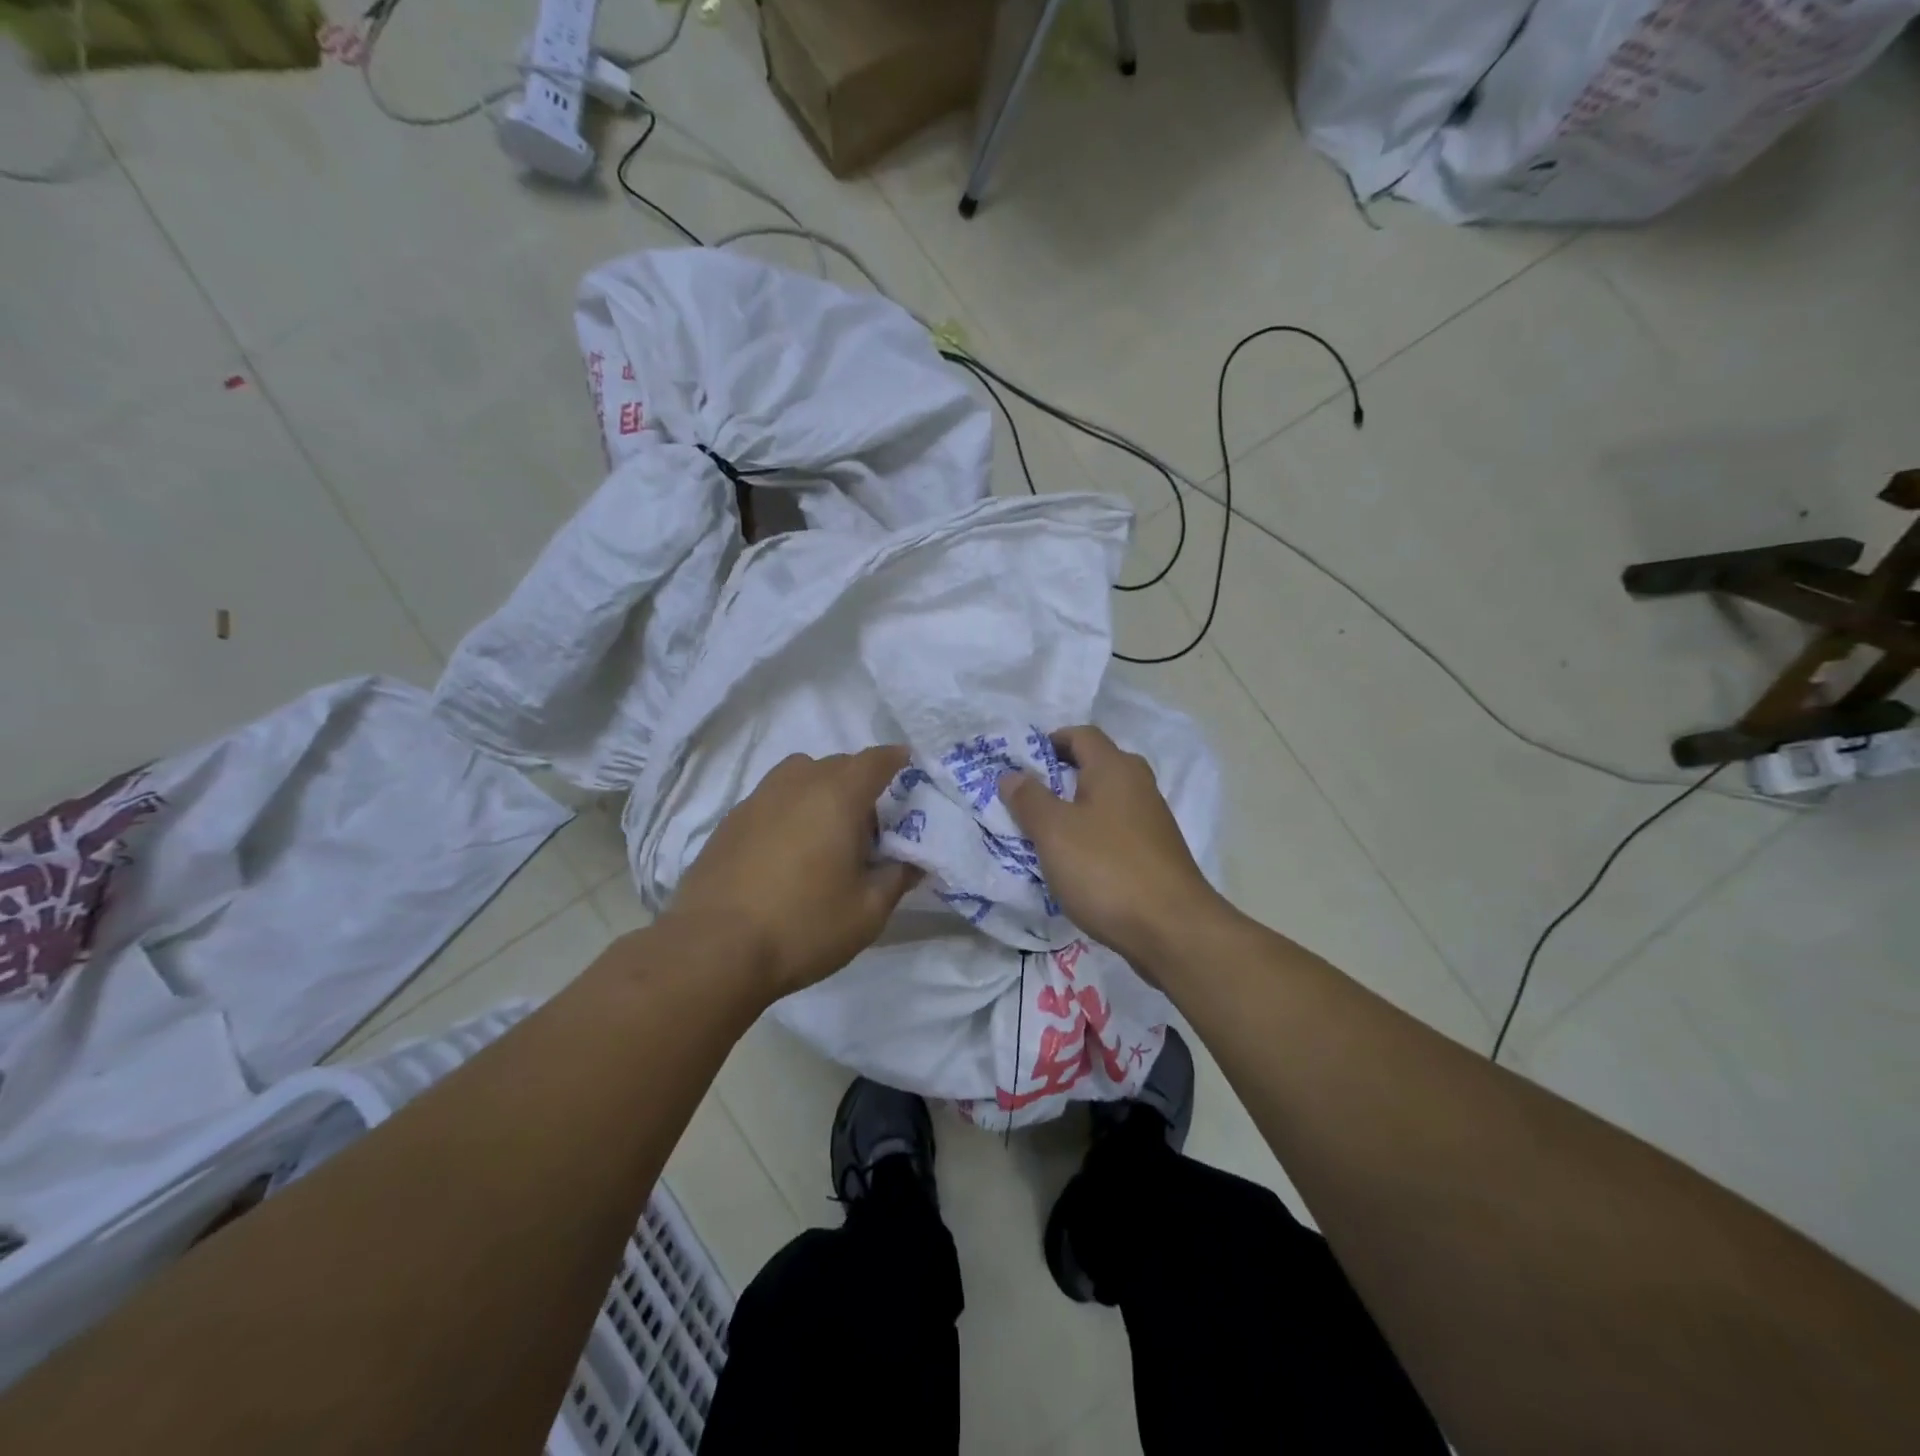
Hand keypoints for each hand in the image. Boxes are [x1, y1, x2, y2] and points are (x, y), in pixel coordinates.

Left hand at [666, 747, 922, 999]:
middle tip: (871, 820)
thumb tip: (913, 861)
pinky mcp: (729, 822)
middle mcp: (797, 785)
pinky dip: (789, 808)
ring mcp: (757, 800)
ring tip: (826, 829)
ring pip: (799, 775)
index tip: (907, 766)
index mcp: (837, 796)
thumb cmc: (803, 926)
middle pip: (837, 764)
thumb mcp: (867, 912)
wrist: (714, 950)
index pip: (875, 761)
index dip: (895, 760)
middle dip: (859, 780)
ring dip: (820, 788)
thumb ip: (897, 878)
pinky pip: (771, 798)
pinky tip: (787, 848)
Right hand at [998, 725, 1225, 970]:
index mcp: (1114, 768)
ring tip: (1043, 832)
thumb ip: (1029, 799)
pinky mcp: (1156, 851)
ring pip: (1105, 800)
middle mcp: (1138, 784)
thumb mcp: (1053, 832)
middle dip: (1059, 776)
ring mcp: (1151, 818)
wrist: (1172, 929)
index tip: (1021, 763)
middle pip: (1095, 765)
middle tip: (1026, 798)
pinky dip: (1092, 834)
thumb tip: (1012, 775)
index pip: (1081, 734)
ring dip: (1074, 809)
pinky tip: (1074, 860)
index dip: (1050, 741)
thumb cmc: (1106, 869)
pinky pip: (1115, 828)